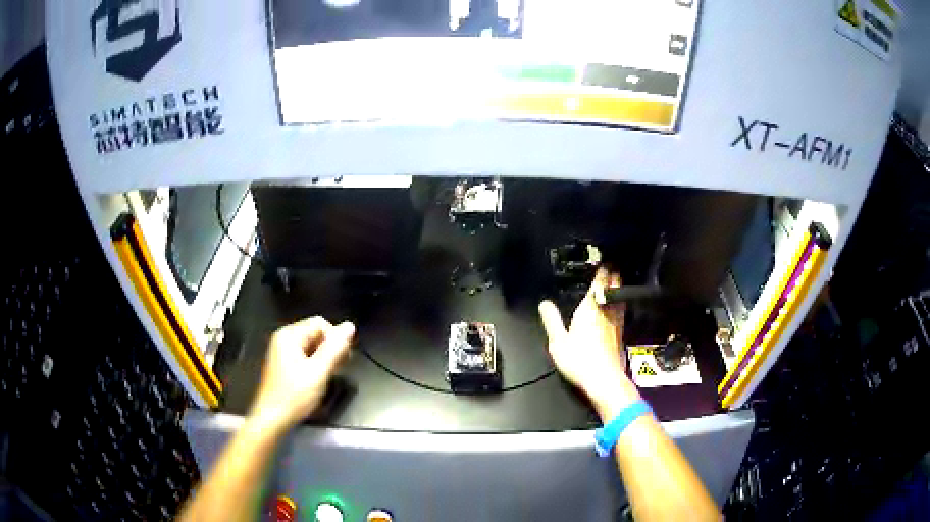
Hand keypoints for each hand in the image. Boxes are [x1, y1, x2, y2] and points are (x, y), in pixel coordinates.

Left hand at [248, 316, 355, 431]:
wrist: (272, 418)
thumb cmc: (295, 395)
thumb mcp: (318, 371)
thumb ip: (335, 348)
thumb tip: (350, 326)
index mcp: (290, 336)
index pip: (320, 324)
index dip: (335, 339)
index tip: (344, 359)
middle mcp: (284, 339)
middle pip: (315, 333)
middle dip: (331, 348)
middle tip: (340, 368)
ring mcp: (282, 352)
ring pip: (311, 346)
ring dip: (325, 357)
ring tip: (331, 374)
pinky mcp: (283, 364)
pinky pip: (304, 355)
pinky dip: (315, 363)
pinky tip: (319, 378)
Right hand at [538, 268, 638, 419]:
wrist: (605, 380)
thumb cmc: (580, 360)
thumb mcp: (558, 342)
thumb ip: (551, 320)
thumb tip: (544, 303)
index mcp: (590, 308)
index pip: (599, 282)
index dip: (602, 268)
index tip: (604, 258)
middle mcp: (606, 310)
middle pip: (613, 286)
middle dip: (613, 273)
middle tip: (612, 263)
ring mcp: (617, 321)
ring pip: (619, 296)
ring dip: (618, 285)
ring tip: (616, 278)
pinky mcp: (621, 332)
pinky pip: (622, 308)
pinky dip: (619, 300)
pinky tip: (618, 304)